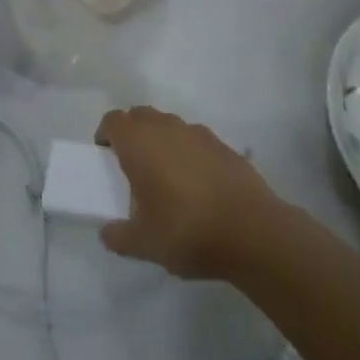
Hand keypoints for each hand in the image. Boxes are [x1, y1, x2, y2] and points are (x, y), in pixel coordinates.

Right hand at [94, 107, 277, 280]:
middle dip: (132, 133)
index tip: (105, 156)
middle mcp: (165, 128)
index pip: (112, 121)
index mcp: (138, 143)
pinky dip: (189, 153)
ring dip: (161, 140)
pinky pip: (195, 141)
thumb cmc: (188, 231)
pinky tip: (198, 185)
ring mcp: (198, 134)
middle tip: (132, 165)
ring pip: (169, 125)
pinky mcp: (224, 146)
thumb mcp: (144, 244)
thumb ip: (118, 236)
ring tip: (166, 176)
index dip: (105, 134)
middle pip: (140, 115)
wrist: (254, 233)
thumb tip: (107, 232)